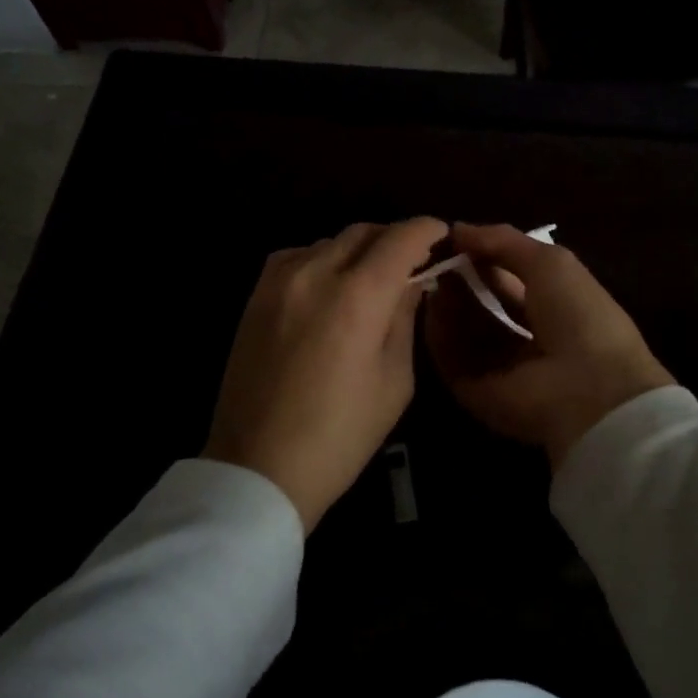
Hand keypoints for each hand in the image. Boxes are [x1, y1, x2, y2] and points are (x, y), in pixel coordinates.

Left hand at [203, 218, 448, 529]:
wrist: (259, 468)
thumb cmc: (341, 435)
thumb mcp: (394, 381)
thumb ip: (404, 319)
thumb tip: (412, 283)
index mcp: (358, 297)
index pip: (401, 239)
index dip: (427, 229)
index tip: (442, 234)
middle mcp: (316, 274)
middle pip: (364, 232)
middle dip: (395, 238)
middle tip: (413, 258)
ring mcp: (279, 282)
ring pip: (330, 241)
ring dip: (358, 249)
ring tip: (372, 275)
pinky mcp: (255, 296)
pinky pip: (297, 257)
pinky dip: (322, 259)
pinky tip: (329, 284)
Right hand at [425, 223, 674, 470]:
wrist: (588, 388)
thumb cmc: (578, 315)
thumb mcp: (549, 262)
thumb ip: (503, 241)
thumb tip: (458, 229)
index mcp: (556, 310)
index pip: (512, 281)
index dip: (485, 258)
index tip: (454, 239)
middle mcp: (529, 341)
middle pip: (485, 308)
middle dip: (462, 280)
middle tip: (436, 256)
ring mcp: (502, 370)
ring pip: (465, 332)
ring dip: (448, 303)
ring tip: (431, 275)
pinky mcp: (478, 394)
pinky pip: (452, 359)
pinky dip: (440, 333)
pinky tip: (432, 305)